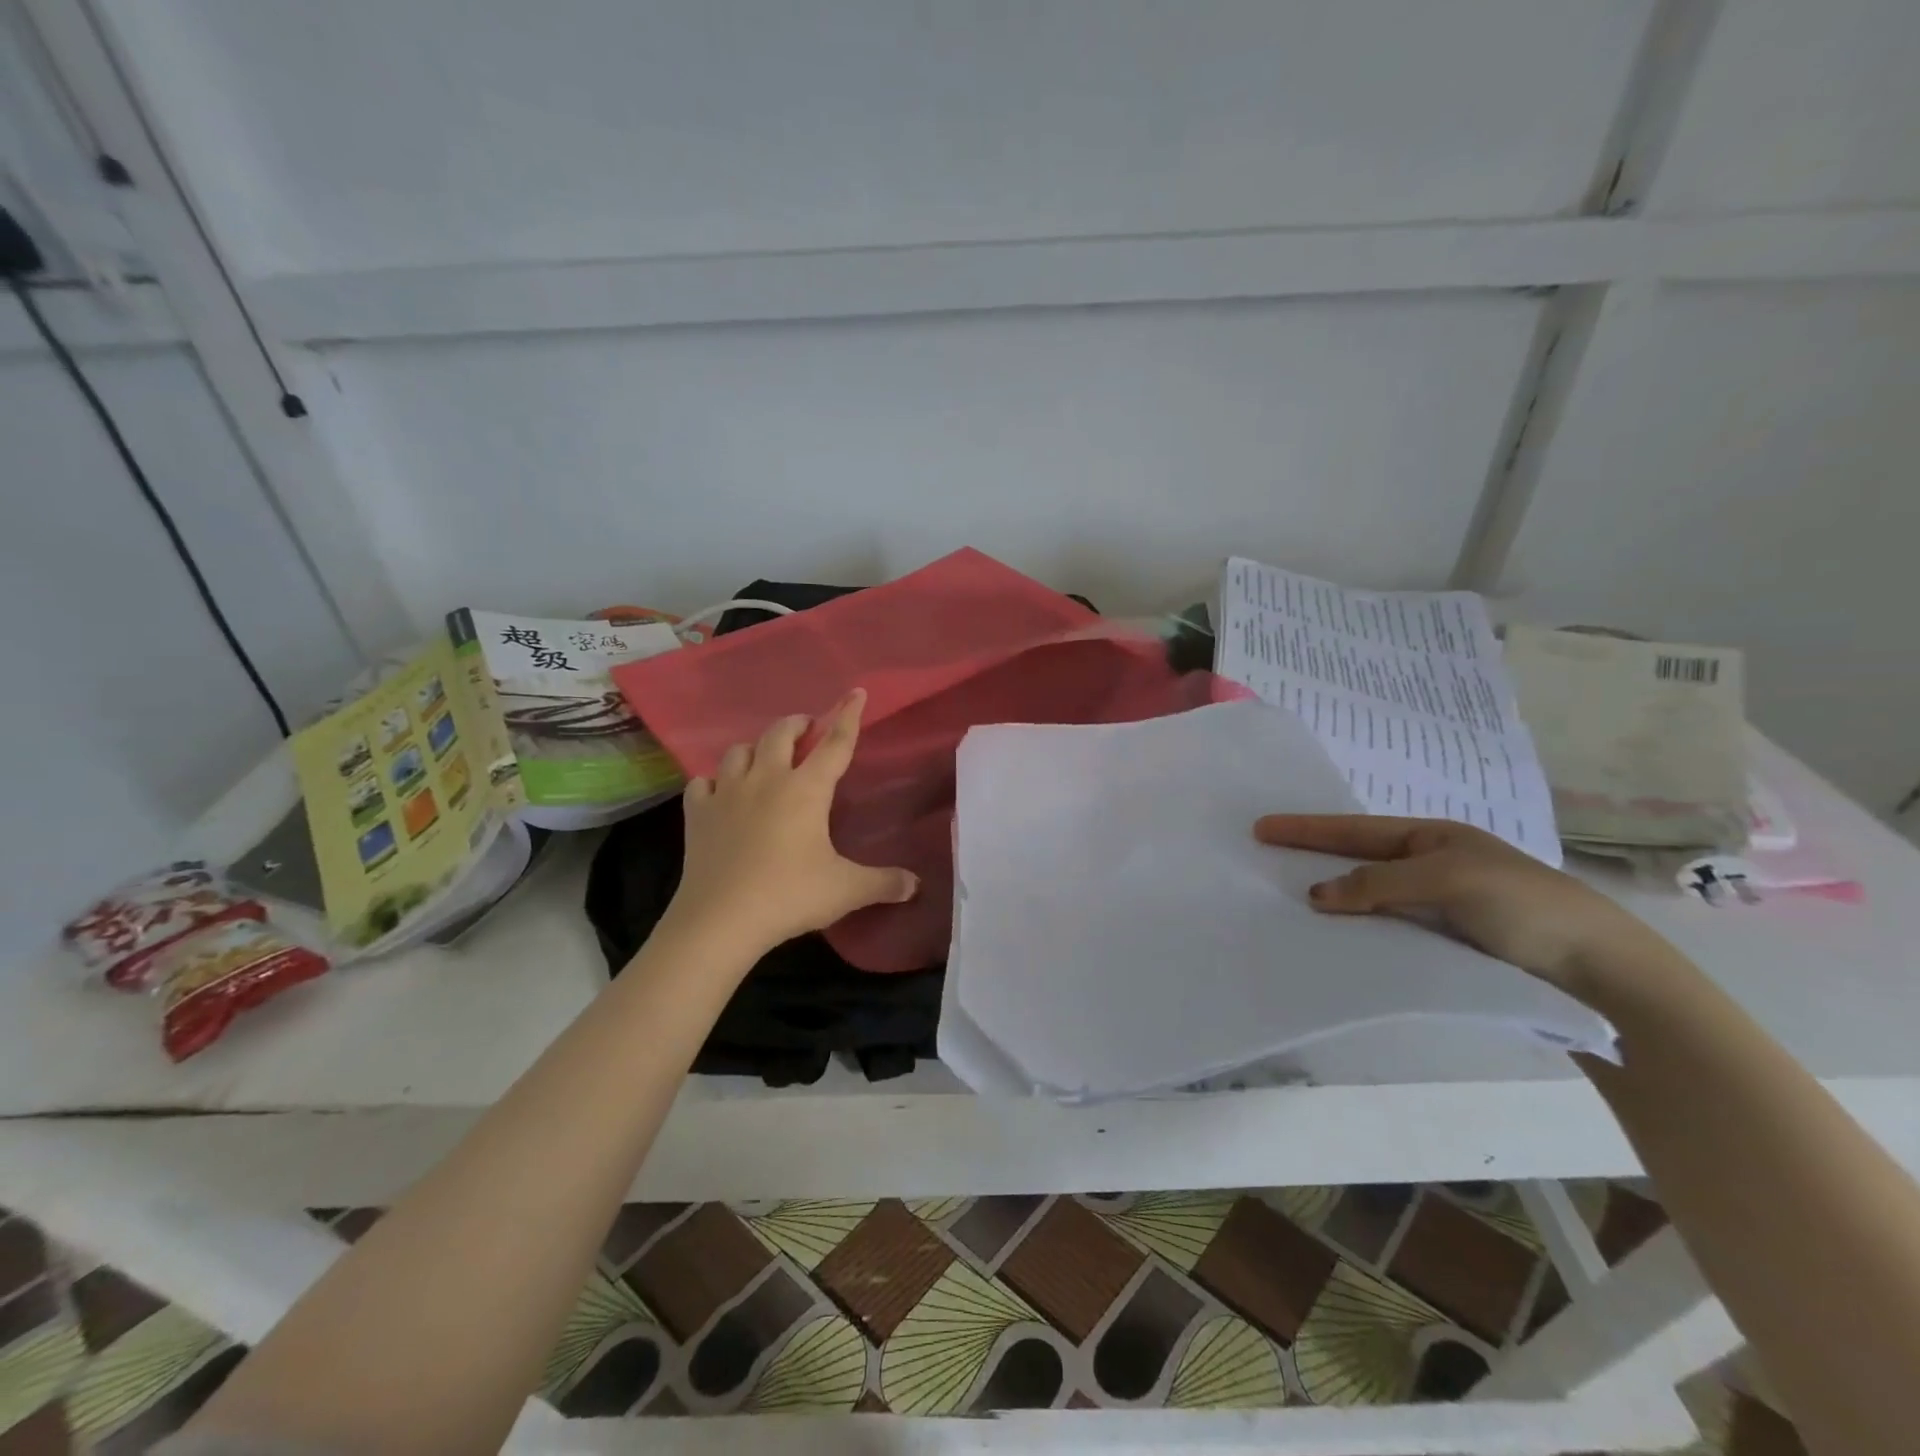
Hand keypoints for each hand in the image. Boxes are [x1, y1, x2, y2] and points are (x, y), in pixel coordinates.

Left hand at [666, 689, 917, 958]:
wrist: (721, 919)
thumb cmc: (790, 895)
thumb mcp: (845, 890)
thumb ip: (883, 883)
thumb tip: (915, 885)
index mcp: (806, 790)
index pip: (834, 744)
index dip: (848, 716)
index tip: (855, 692)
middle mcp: (766, 780)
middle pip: (780, 733)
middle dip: (797, 725)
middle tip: (806, 730)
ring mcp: (727, 794)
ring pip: (738, 751)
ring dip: (755, 748)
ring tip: (764, 758)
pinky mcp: (698, 814)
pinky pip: (703, 783)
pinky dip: (714, 782)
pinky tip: (720, 793)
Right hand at [1253, 814, 1680, 1008]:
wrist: (1597, 970)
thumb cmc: (1523, 905)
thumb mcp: (1448, 878)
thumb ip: (1379, 883)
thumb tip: (1316, 896)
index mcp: (1431, 838)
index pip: (1355, 829)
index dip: (1307, 828)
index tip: (1261, 827)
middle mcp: (1428, 866)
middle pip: (1355, 858)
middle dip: (1311, 856)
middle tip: (1262, 859)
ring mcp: (1434, 905)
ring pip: (1366, 896)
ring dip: (1330, 897)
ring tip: (1284, 901)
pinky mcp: (1441, 942)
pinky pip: (1384, 927)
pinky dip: (1355, 927)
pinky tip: (1333, 936)